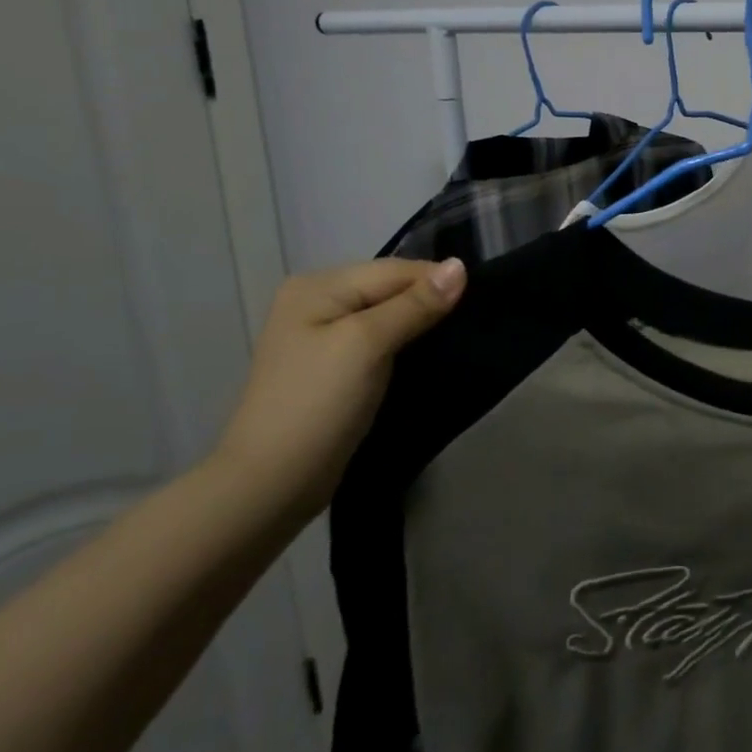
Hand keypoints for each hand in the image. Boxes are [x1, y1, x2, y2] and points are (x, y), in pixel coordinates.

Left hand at [212, 258, 465, 520]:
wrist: (270, 485)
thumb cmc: (317, 405)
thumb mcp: (368, 345)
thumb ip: (415, 304)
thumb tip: (460, 266)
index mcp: (318, 286)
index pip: (394, 269)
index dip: (437, 282)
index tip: (480, 302)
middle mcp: (316, 302)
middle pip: (389, 290)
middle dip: (428, 302)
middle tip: (472, 322)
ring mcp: (321, 337)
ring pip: (387, 317)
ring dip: (419, 326)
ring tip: (456, 339)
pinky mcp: (332, 368)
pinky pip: (378, 342)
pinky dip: (403, 347)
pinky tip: (426, 358)